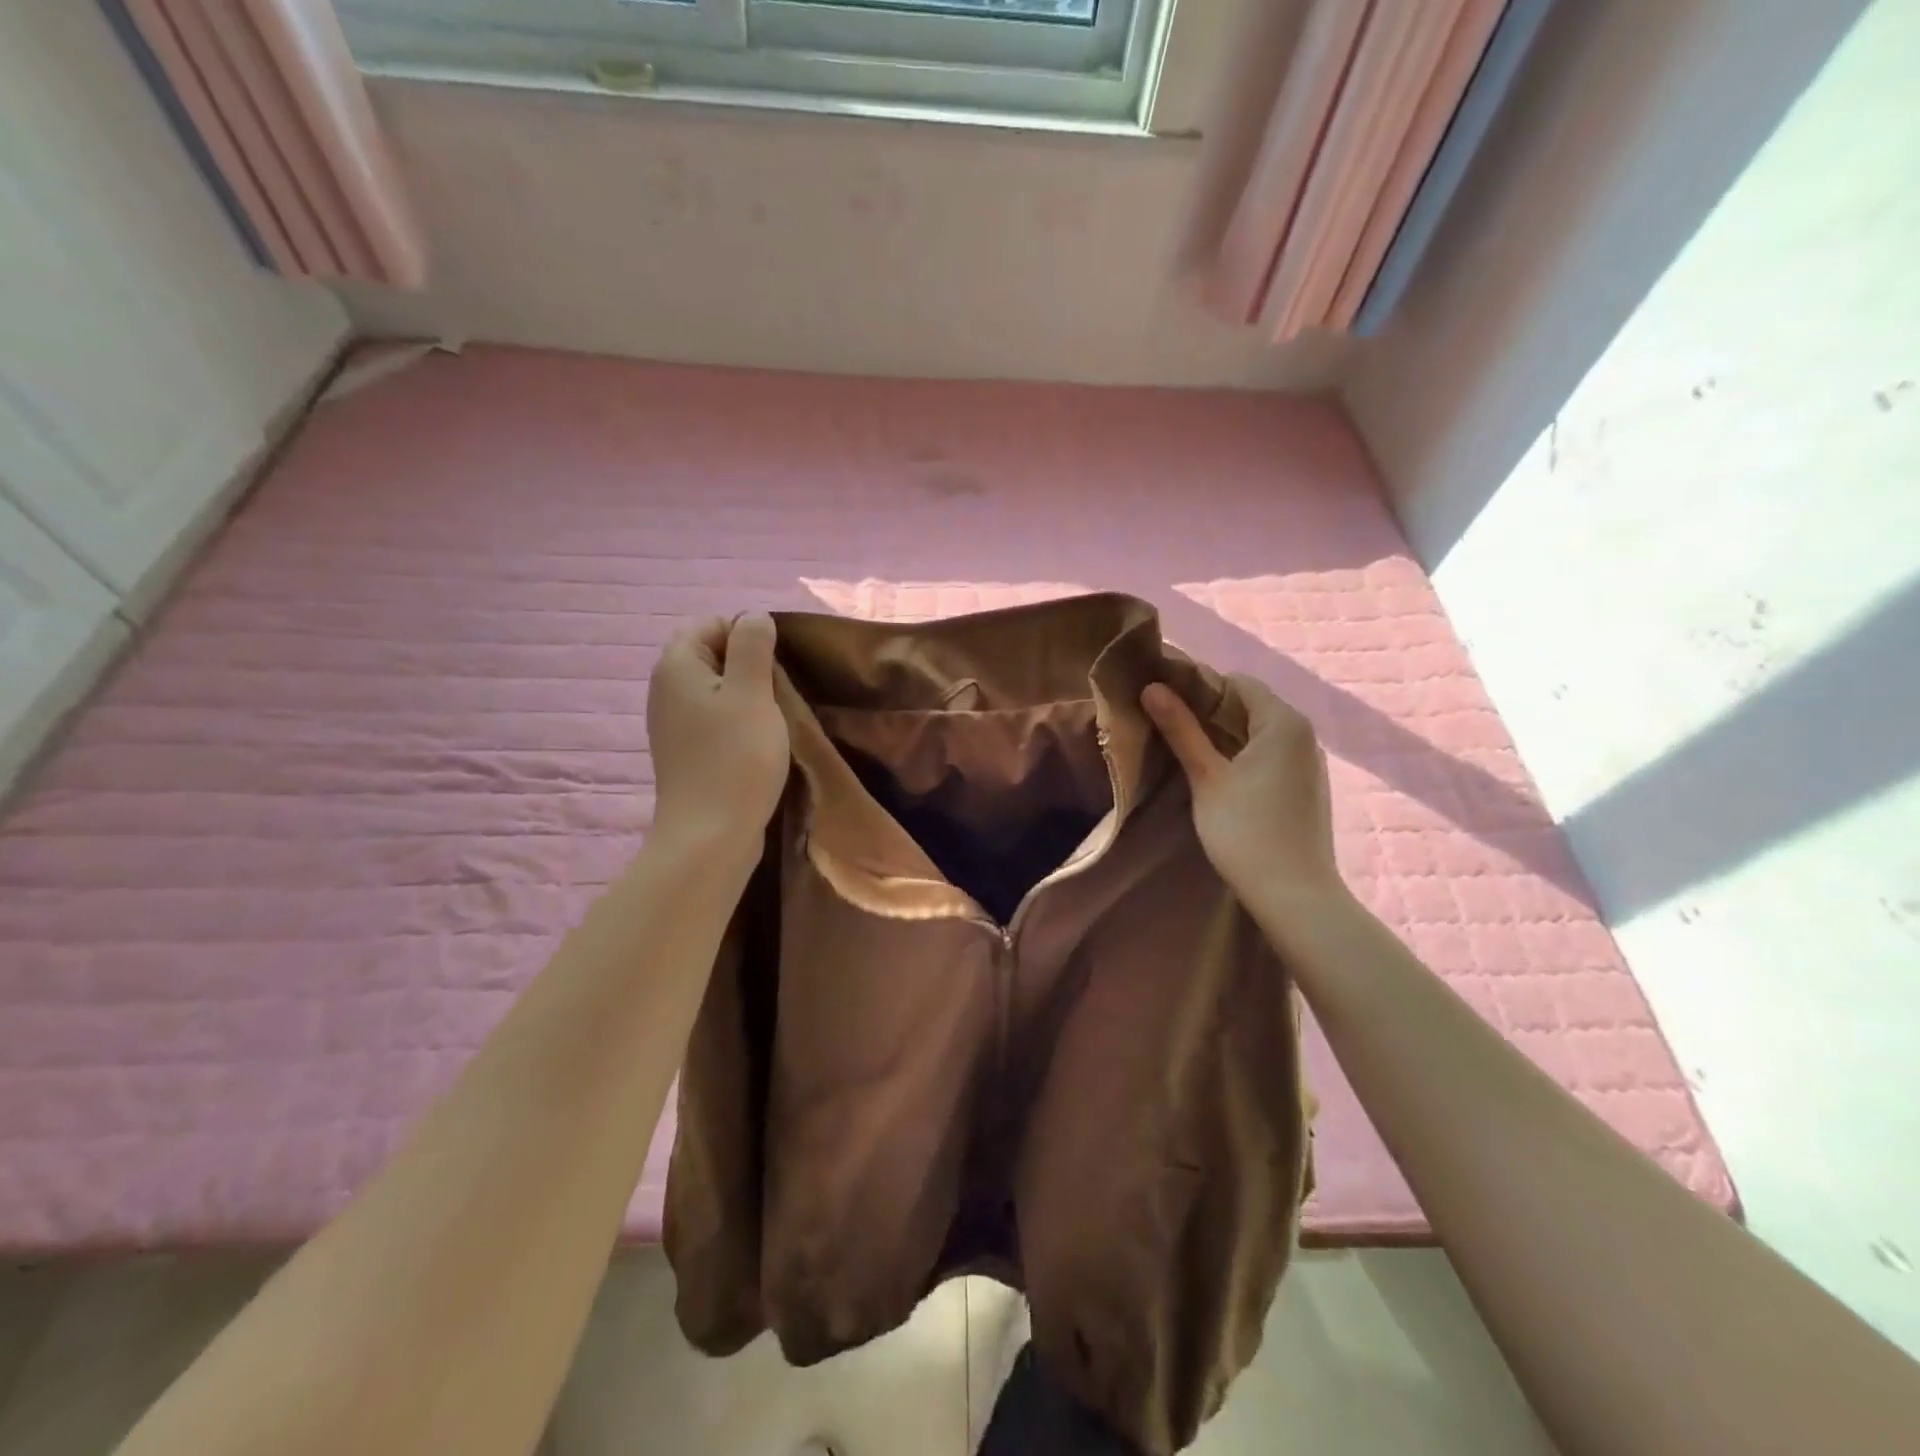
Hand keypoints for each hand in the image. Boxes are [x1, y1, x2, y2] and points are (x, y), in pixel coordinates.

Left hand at [648, 614, 790, 854]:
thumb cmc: (736, 758)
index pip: (712, 623)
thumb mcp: (753, 692)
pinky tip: (756, 743)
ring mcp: (672, 722)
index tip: (775, 668)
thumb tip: (753, 616)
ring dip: (747, 697)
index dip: (748, 636)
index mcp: (677, 665)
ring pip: (716, 688)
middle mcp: (665, 688)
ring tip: (772, 720)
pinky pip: (713, 718)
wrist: (710, 835)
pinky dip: (736, 721)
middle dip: (749, 666)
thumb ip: (752, 646)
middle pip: (712, 654)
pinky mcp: (684, 750)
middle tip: (778, 694)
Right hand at [1141, 675, 1341, 904]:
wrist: (1294, 895)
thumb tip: (1151, 687)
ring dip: (1222, 734)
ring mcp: (1307, 761)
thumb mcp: (1206, 777)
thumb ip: (1181, 729)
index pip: (1236, 682)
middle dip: (1207, 711)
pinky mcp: (1304, 785)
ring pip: (1257, 731)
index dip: (1198, 686)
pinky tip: (1216, 775)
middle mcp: (1303, 733)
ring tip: (1184, 749)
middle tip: (1165, 725)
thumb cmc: (1245, 831)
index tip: (1163, 702)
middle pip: (1248, 705)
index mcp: (1283, 721)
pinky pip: (1268, 754)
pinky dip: (1240, 754)